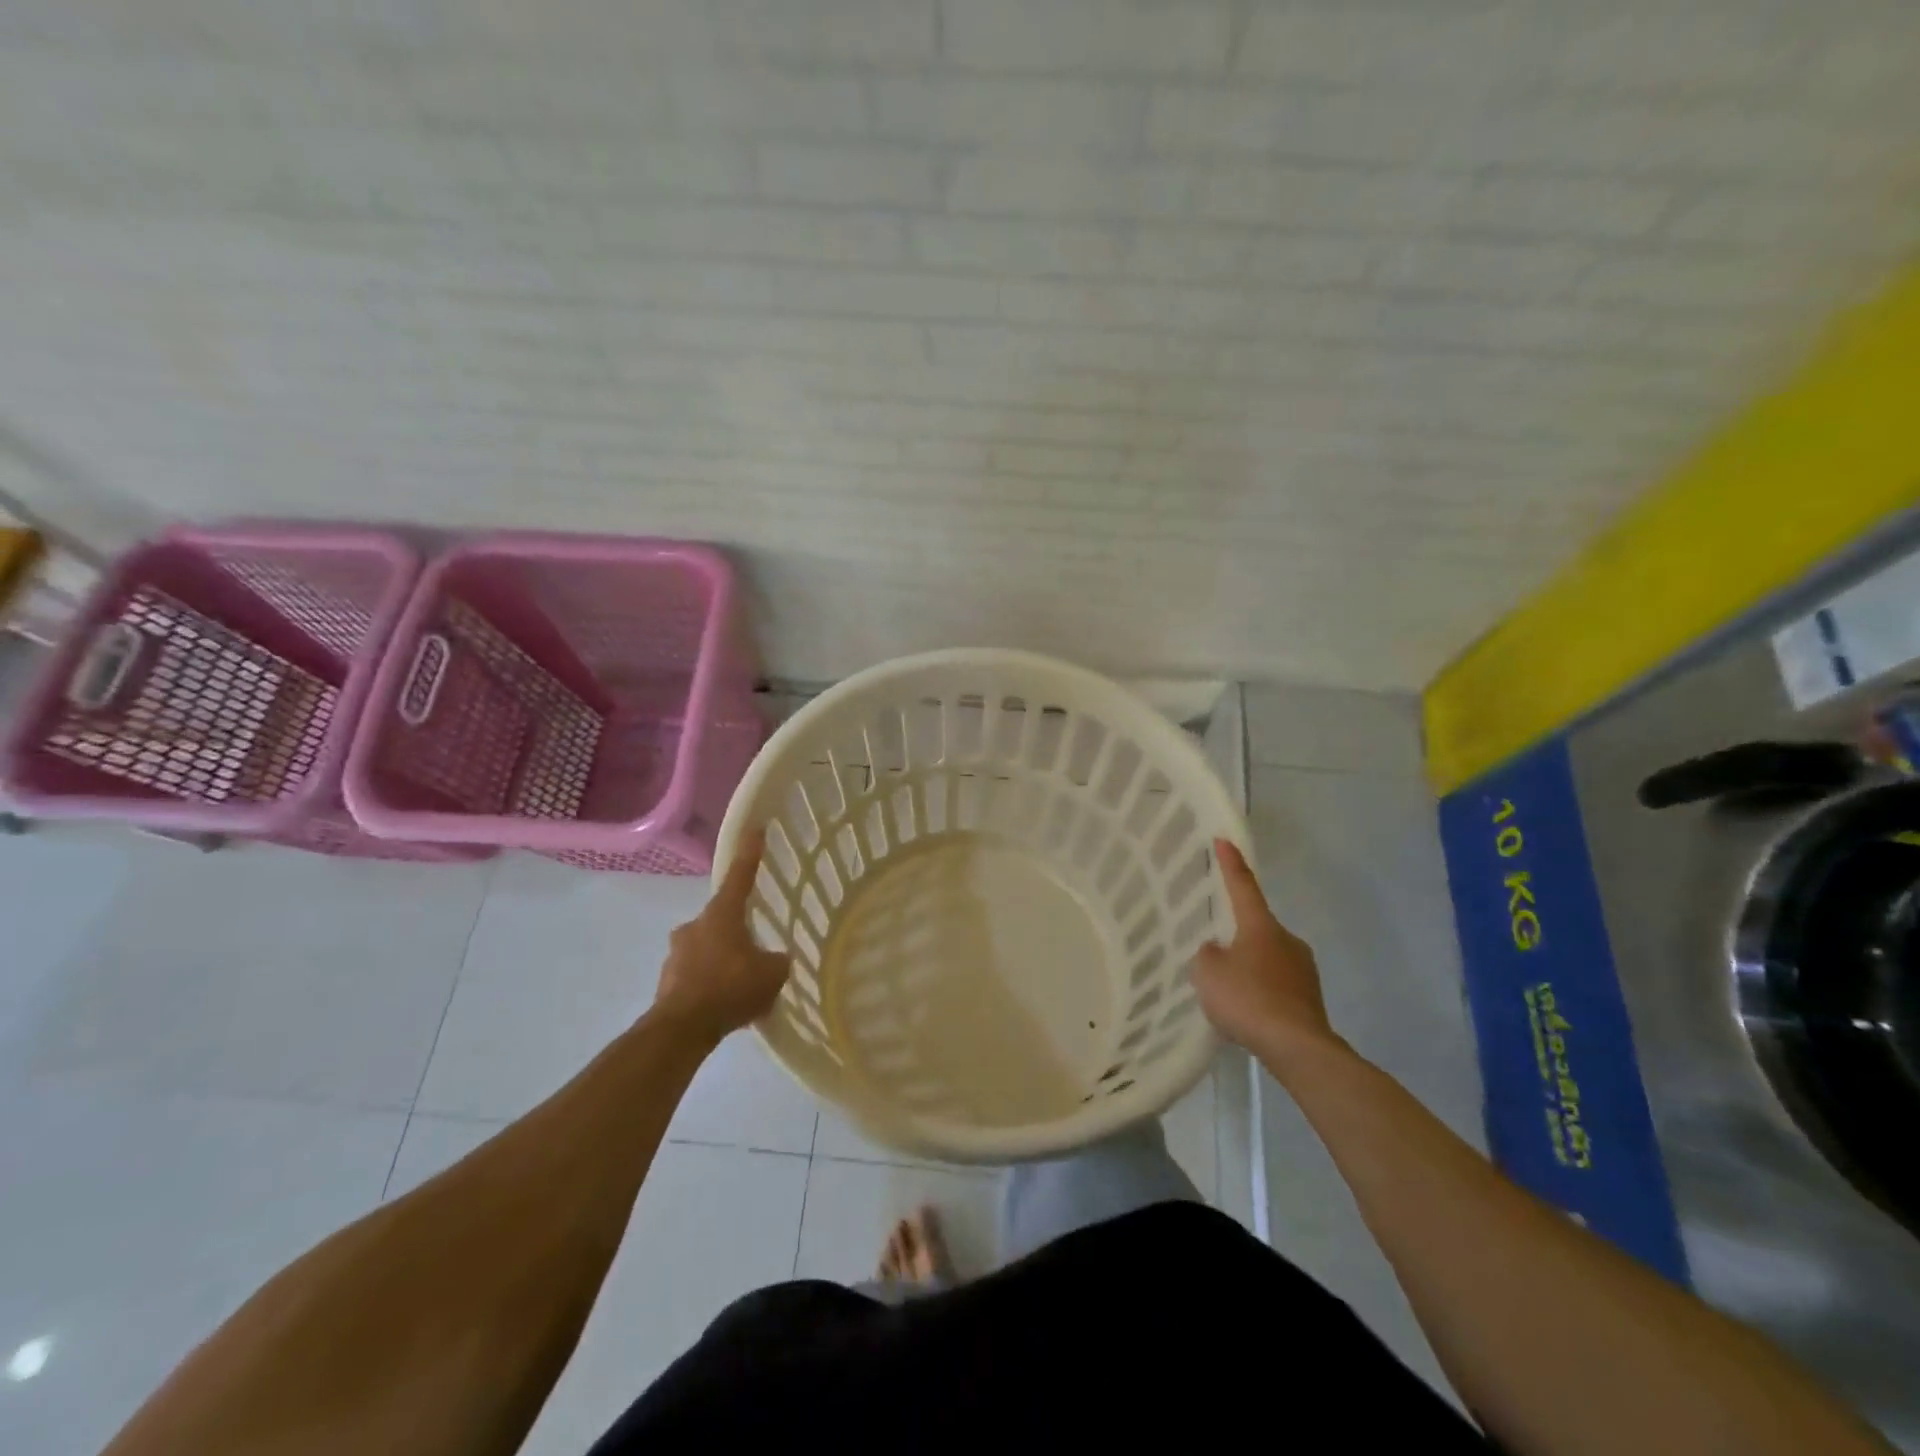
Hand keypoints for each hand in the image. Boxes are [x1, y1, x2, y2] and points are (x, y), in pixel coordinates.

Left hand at [653, 830, 790, 1043]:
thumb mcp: (772, 973)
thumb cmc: (730, 988)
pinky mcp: (668, 982)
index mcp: (721, 914)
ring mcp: (676, 954)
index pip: (740, 875)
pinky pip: (696, 975)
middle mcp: (695, 925)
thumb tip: (775, 959)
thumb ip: (777, 961)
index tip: (756, 829)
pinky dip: (711, 983)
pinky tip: (725, 1003)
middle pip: (721, 918)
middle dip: (736, 929)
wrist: (682, 1029)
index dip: (751, 853)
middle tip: (754, 948)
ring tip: (742, 984)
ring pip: (706, 948)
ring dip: (722, 959)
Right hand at [1192, 839, 1342, 1069]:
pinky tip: (1248, 1013)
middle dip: (1237, 937)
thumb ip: (1207, 955)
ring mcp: (1304, 970)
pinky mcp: (1310, 999)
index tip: (1224, 841)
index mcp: (1261, 926)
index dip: (1231, 864)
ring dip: (1250, 968)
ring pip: (1267, 959)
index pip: (1243, 886)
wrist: (1297, 1048)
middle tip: (1216, 954)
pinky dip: (1261, 993)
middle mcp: (1287, 940)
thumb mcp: (1207, 972)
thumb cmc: (1247, 999)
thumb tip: (1218, 951)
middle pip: (1256, 928)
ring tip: (1229, 992)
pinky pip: (1277, 986)